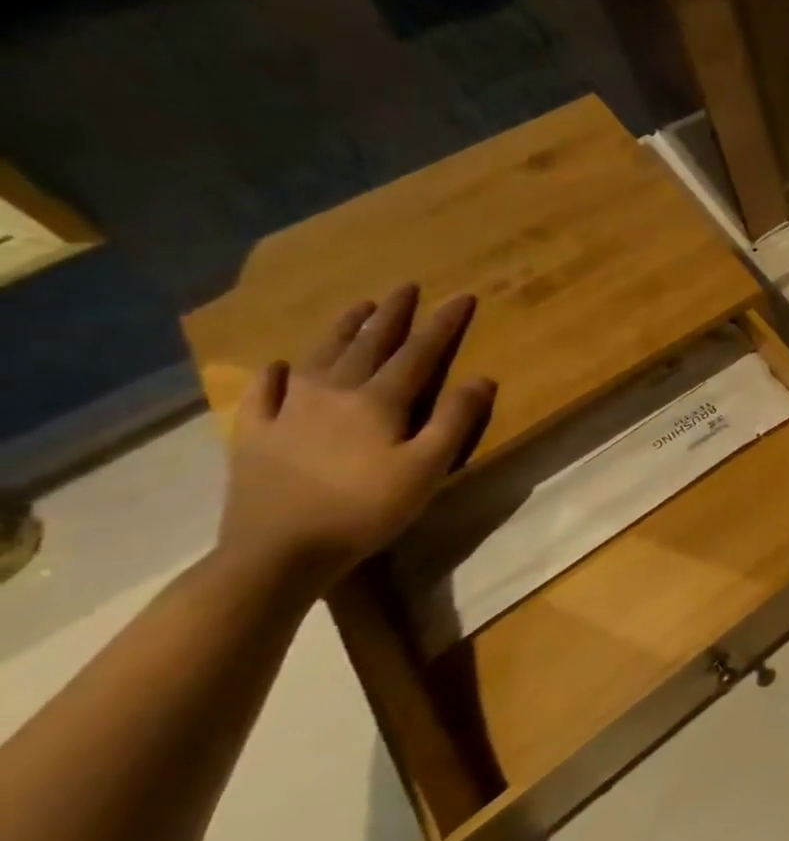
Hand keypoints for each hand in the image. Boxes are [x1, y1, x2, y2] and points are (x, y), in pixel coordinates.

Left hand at [216, 285, 495, 590]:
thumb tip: (481, 378)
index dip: (443, 323)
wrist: (276, 554)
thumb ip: (455, 420)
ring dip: (342, 329)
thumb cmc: (365, 510)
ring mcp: (288, 412)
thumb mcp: (427, 469)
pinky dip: (275, 374)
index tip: (462, 296)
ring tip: (359, 308)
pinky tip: (281, 366)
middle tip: (406, 287)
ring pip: (319, 357)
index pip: (419, 352)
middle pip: (368, 344)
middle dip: (392, 315)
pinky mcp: (255, 436)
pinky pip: (264, 394)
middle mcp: (333, 393)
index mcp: (378, 401)